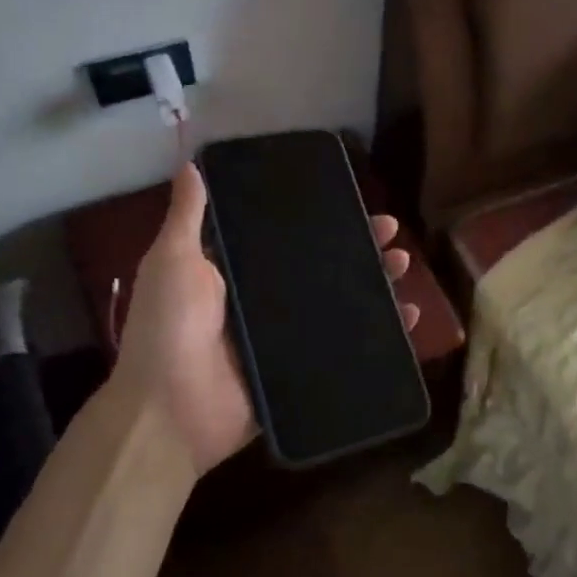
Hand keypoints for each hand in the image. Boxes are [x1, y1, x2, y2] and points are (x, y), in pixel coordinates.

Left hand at [113, 162, 419, 475]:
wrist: (170, 411)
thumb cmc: (170, 328)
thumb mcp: (173, 262)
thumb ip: (187, 217)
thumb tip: (189, 164)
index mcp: (235, 273)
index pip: (288, 239)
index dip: (321, 221)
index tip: (353, 201)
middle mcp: (263, 302)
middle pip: (321, 269)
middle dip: (358, 248)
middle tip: (391, 234)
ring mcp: (284, 339)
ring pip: (340, 305)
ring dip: (374, 284)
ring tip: (402, 267)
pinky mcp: (300, 371)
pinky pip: (345, 347)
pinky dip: (379, 334)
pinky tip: (407, 318)